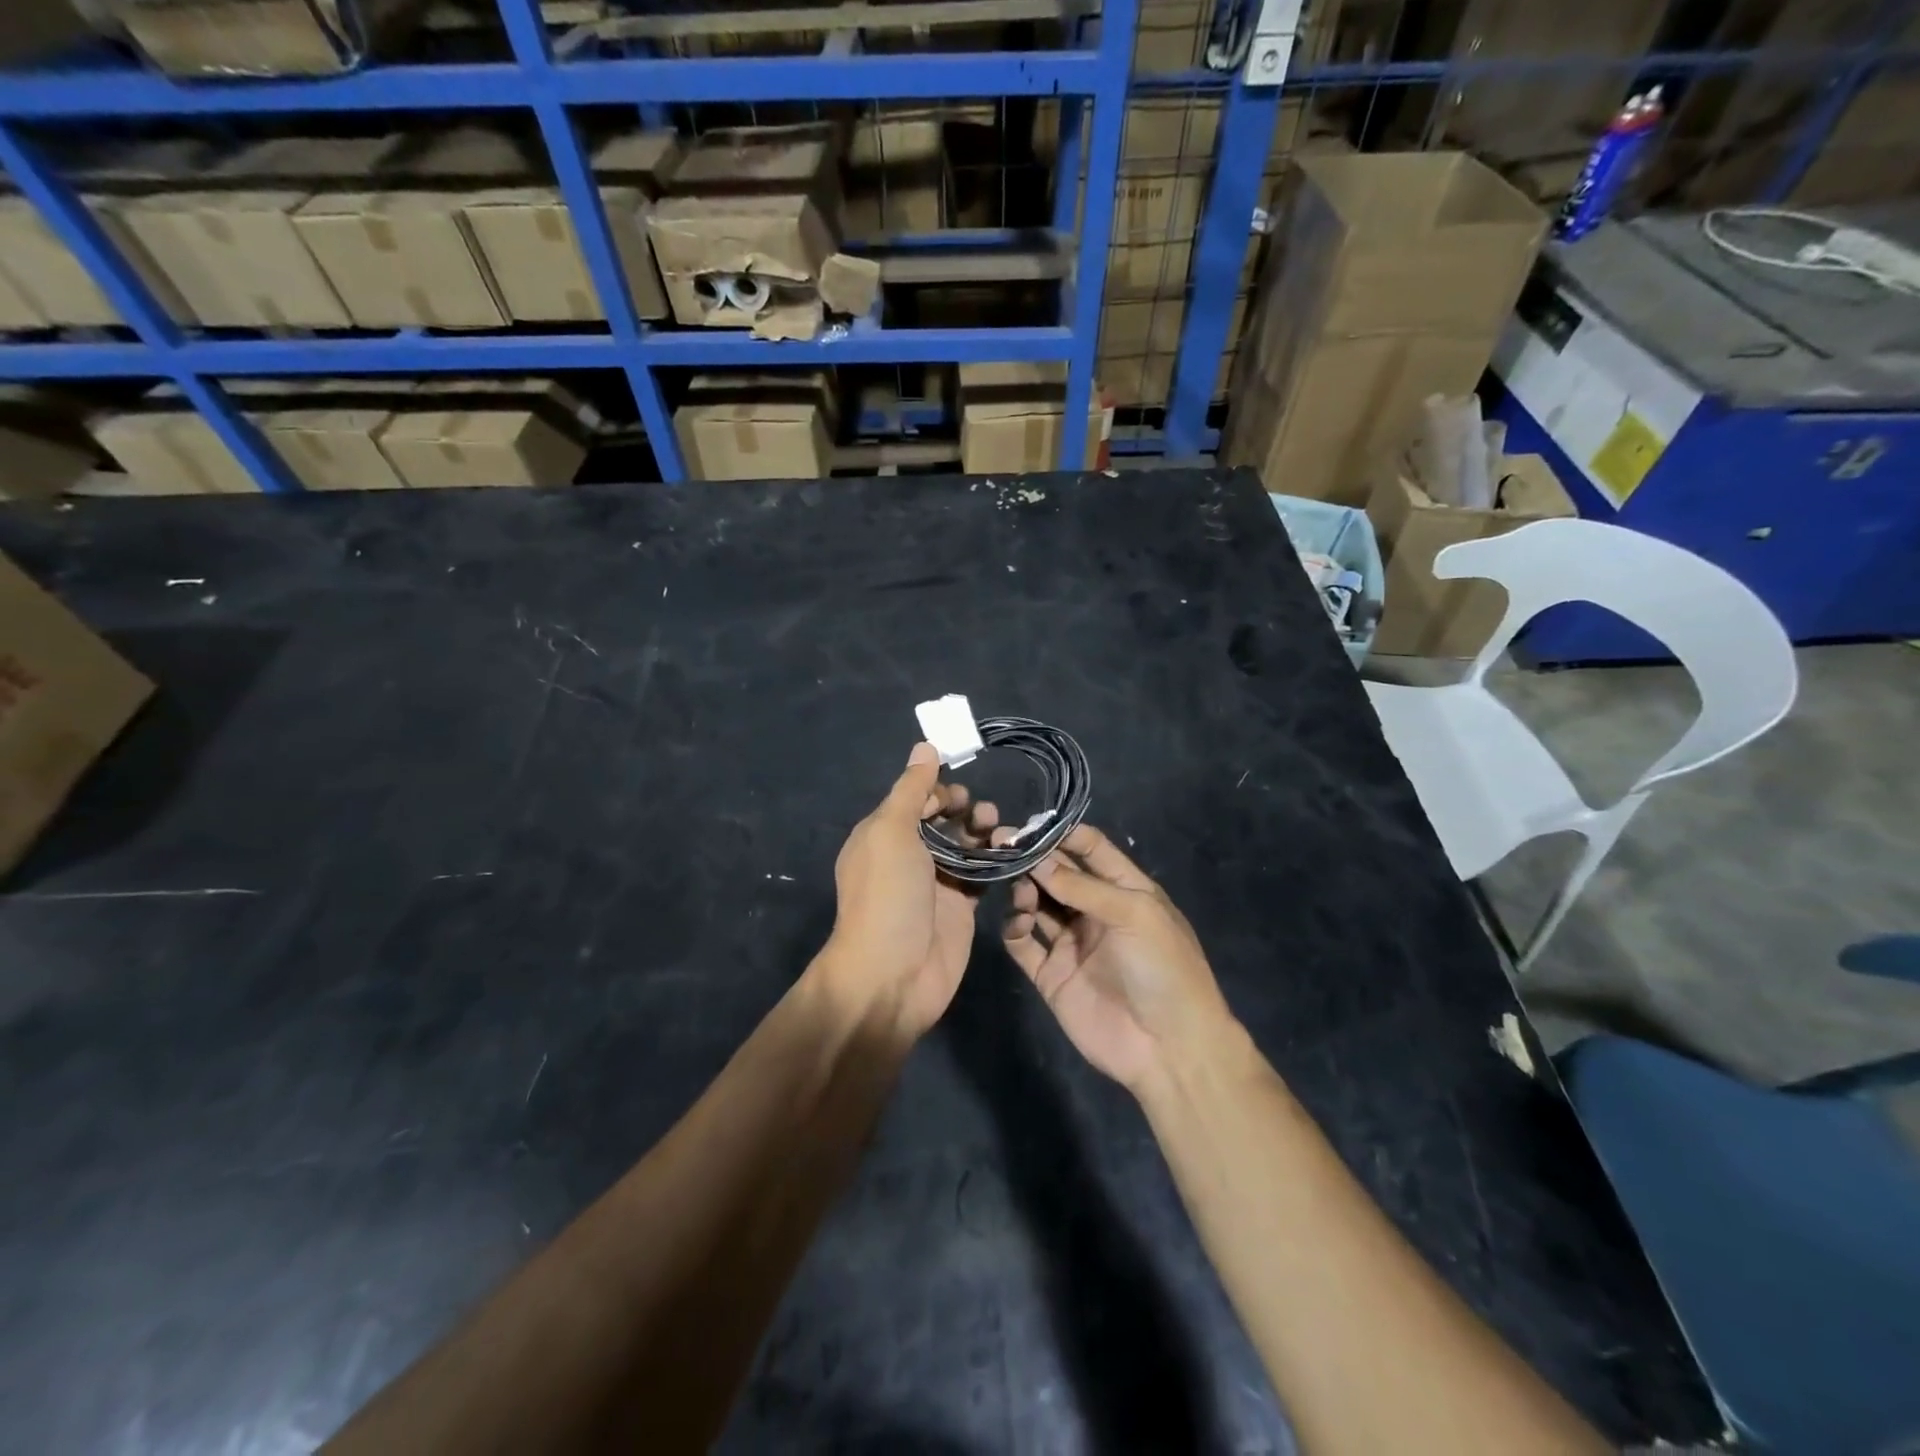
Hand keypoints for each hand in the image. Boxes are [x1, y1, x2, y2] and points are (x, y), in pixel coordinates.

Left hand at [820, 742, 998, 1038]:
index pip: (913, 799)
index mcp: (883, 835)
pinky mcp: (960, 909)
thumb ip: (911, 789)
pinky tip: (1012, 854)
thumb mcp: (891, 832)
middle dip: (964, 809)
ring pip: (965, 846)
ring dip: (983, 833)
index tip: (959, 793)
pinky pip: (982, 876)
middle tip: (982, 814)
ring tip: (1000, 832)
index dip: (937, 790)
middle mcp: (908, 856)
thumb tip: (925, 745)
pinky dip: (996, 862)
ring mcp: (936, 884)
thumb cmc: (887, 896)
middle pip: (942, 820)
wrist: (892, 976)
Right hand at [1003, 825, 1235, 1091]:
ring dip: (1024, 890)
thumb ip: (1083, 886)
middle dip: (1032, 858)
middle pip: (1057, 875)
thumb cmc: (1163, 968)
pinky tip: (1018, 922)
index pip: (1090, 849)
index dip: (1062, 834)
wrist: (1169, 1048)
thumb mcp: (1134, 914)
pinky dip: (1015, 928)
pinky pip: (1024, 944)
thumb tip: (1038, 859)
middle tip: (999, 844)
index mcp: (1124, 891)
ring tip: (1019, 889)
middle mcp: (1095, 912)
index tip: (1029, 824)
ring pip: (1038, 905)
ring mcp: (1072, 944)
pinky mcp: (1051, 975)